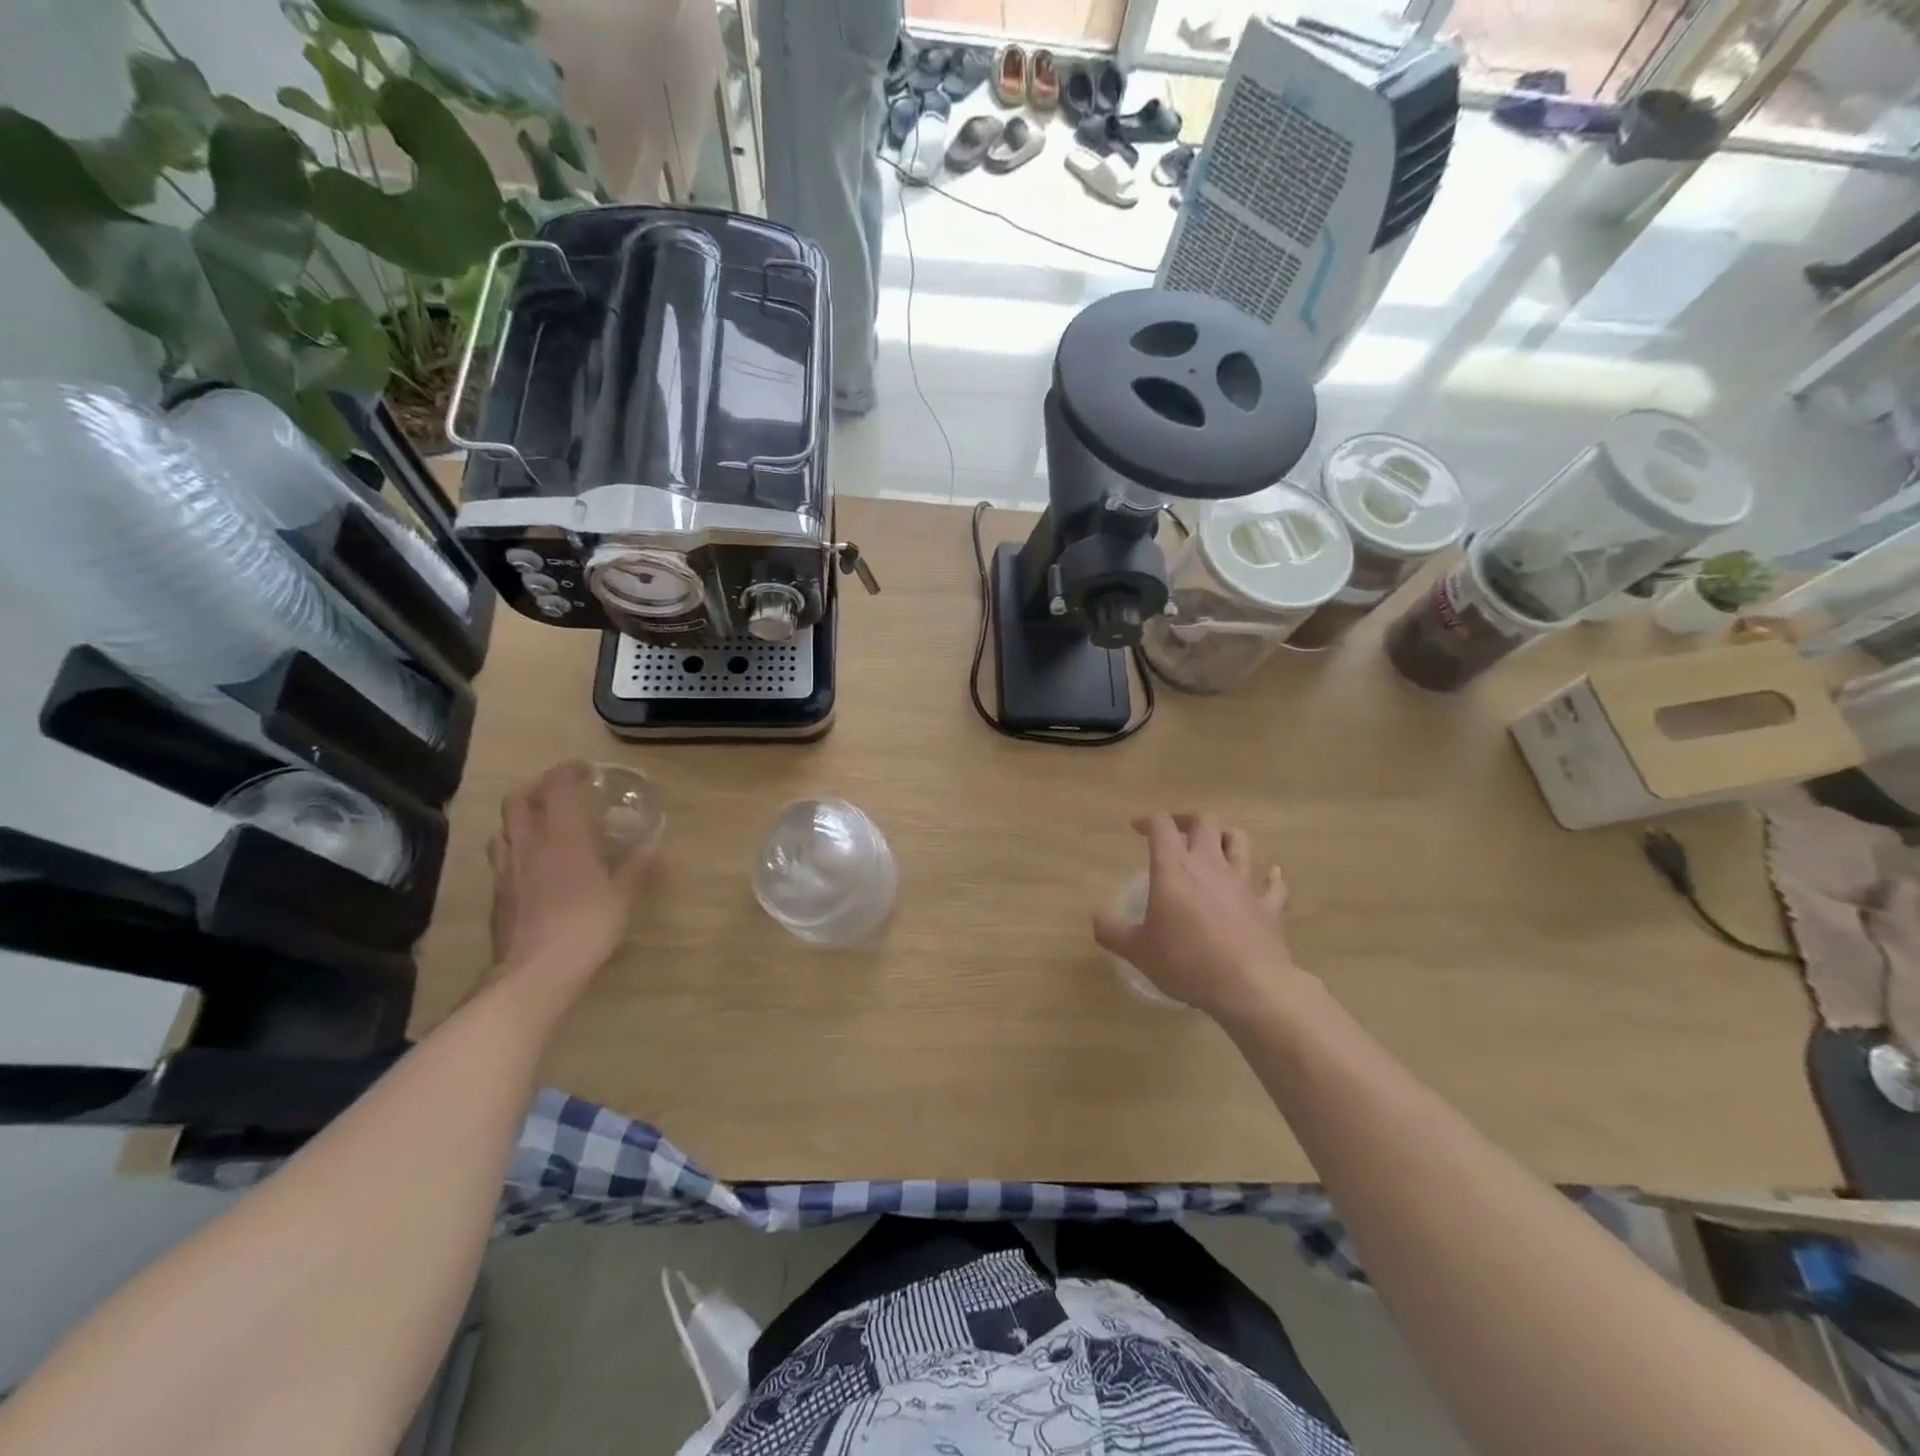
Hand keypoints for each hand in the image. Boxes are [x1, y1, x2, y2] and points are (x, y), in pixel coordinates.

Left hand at [489, 761, 651, 1003]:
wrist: (534, 974)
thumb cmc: (586, 928)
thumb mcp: (622, 896)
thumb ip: (637, 865)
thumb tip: (655, 839)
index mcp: (563, 838)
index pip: (557, 789)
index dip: (568, 772)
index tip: (585, 769)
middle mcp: (529, 845)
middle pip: (519, 800)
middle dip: (537, 786)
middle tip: (559, 791)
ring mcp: (507, 870)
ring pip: (504, 827)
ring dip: (521, 816)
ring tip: (543, 824)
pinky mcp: (498, 894)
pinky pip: (502, 856)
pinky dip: (517, 846)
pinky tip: (534, 863)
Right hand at [1093, 812, 1304, 1022]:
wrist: (1249, 986)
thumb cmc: (1186, 962)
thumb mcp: (1137, 951)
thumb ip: (1112, 931)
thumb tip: (1097, 918)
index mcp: (1174, 868)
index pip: (1162, 826)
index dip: (1148, 820)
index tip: (1137, 829)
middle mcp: (1210, 864)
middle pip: (1204, 821)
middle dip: (1188, 821)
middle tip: (1177, 834)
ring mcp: (1244, 882)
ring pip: (1240, 841)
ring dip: (1227, 837)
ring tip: (1216, 847)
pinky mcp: (1268, 905)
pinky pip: (1273, 882)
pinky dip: (1270, 876)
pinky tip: (1268, 875)